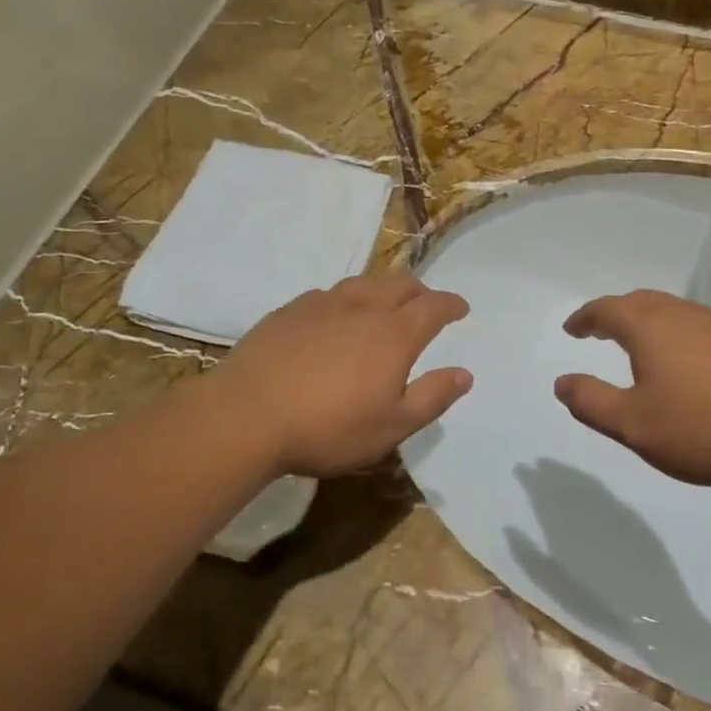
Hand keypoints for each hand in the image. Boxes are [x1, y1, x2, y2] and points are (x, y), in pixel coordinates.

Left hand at [213, 274, 471, 478]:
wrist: (247, 415)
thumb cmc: (328, 427)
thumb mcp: (392, 426)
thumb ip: (432, 397)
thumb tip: (464, 374)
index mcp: (394, 333)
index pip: (433, 306)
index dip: (451, 304)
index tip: (461, 308)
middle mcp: (362, 307)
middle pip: (401, 284)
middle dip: (421, 291)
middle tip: (426, 304)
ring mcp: (322, 304)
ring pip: (364, 283)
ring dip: (383, 290)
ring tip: (384, 305)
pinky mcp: (289, 310)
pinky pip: (329, 294)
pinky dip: (347, 299)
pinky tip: (336, 316)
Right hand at [553, 290, 710, 486]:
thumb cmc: (705, 428)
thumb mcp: (634, 425)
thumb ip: (591, 401)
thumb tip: (561, 382)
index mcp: (650, 327)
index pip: (606, 310)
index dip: (584, 318)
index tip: (571, 329)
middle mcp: (683, 314)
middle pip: (640, 302)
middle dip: (614, 314)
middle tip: (599, 332)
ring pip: (672, 312)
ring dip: (647, 323)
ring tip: (638, 348)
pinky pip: (697, 327)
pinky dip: (676, 335)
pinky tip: (686, 365)